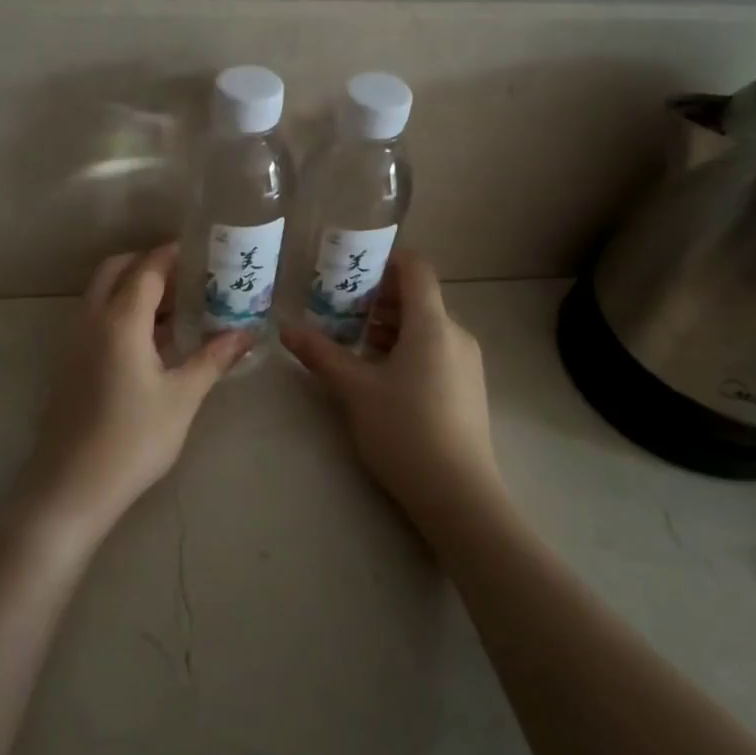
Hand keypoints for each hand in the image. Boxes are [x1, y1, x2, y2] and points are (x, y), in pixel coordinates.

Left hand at [16, 244, 249, 546]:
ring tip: (177, 305)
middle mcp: (92, 320)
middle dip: (149, 263)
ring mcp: (75, 341)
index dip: (173, 255)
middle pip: (117, 270)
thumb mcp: (182, 397)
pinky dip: (122, 311)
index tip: (202, 251)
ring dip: (134, 288)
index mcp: (120, 320)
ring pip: (102, 293)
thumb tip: (247, 334)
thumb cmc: (134, 439)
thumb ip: (213, 359)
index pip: (148, 269)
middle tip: (187, 276)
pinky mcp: (71, 363)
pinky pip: (97, 318)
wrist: (71, 487)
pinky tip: (152, 340)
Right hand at [280, 250, 498, 530]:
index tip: (352, 267)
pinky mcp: (469, 388)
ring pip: (427, 327)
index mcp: (432, 325)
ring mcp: (467, 363)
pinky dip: (408, 348)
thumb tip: (286, 328)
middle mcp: (456, 335)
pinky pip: (437, 350)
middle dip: (380, 298)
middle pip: (419, 298)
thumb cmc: (404, 431)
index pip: (416, 269)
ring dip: (391, 326)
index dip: (386, 259)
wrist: (459, 495)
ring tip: (356, 345)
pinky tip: (382, 376)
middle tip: (341, 310)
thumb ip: (321, 354)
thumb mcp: (355, 390)